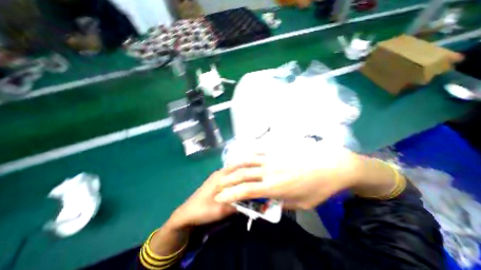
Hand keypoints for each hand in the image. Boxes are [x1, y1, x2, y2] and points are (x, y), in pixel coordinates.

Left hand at [168, 164, 257, 229]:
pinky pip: (229, 175)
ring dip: (241, 171)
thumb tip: (252, 201)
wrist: (186, 214)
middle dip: (246, 168)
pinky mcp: (215, 181)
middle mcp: (219, 173)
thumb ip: (237, 205)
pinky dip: (236, 176)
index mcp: (221, 177)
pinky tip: (241, 181)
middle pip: (236, 167)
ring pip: (232, 170)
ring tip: (252, 175)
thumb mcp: (221, 210)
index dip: (248, 167)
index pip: (237, 167)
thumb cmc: (203, 210)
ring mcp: (217, 176)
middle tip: (257, 171)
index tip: (259, 168)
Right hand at [214, 144, 363, 209]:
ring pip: (249, 161)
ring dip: (236, 166)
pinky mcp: (277, 151)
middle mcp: (269, 171)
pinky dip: (250, 154)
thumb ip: (283, 203)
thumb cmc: (319, 189)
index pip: (246, 191)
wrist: (332, 166)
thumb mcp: (302, 205)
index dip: (231, 195)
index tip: (219, 198)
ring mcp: (272, 158)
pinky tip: (245, 155)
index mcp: (275, 187)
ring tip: (228, 170)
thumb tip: (270, 202)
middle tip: (219, 184)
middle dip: (229, 180)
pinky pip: (259, 151)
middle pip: (243, 175)